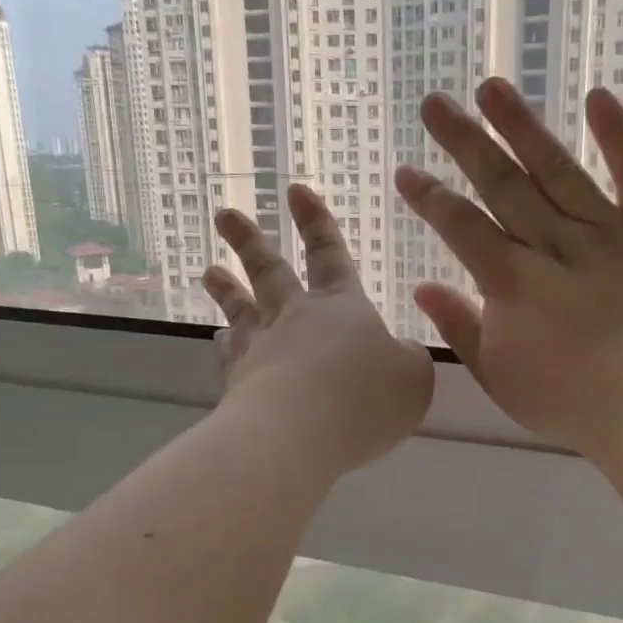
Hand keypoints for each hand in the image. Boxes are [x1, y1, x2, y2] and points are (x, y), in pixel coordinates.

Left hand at [205, 183, 433, 475]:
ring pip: (240, 307)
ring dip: (225, 286)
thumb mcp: (414, 377)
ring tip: (208, 270)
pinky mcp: (238, 382)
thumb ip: (408, 360)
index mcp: (341, 307)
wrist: (300, 433)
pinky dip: (223, 344)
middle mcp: (295, 317)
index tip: (296, 190)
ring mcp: (261, 347)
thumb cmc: (366, 397)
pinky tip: (216, 339)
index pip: (329, 254)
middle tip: (225, 214)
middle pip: (269, 270)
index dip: (317, 223)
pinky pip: (229, 354)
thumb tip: (399, 354)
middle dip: (249, 240)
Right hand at [395, 80, 622, 459]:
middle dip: (464, 142)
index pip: (461, 226)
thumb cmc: (575, 403)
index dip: (431, 197)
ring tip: (493, 86)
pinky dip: (619, 136)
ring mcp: (609, 233)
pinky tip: (598, 96)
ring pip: (557, 169)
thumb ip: (461, 328)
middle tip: (435, 102)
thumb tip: (423, 288)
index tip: (407, 171)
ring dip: (522, 126)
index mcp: (512, 283)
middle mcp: (554, 245)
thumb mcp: (501, 377)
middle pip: (501, 185)